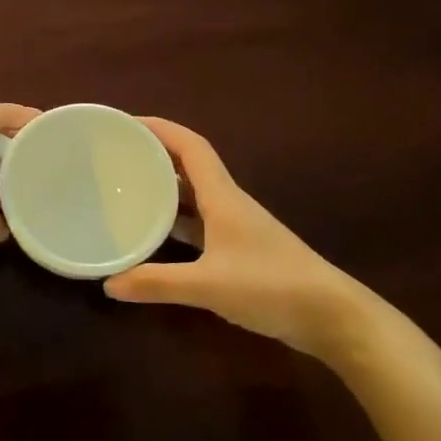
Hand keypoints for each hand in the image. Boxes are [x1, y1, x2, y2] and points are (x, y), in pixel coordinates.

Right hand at [103, 118, 390, 363]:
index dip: (160, 129)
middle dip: (155, 156)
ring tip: (128, 189)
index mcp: (223, 196)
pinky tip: (156, 235)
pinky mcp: (240, 251)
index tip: (126, 124)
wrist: (331, 316)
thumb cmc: (271, 286)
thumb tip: (109, 284)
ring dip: (165, 188)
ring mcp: (236, 228)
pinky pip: (200, 224)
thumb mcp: (208, 285)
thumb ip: (157, 283)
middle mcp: (229, 204)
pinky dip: (176, 222)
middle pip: (189, 167)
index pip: (191, 147)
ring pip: (194, 196)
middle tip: (116, 157)